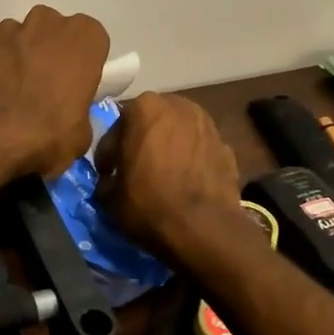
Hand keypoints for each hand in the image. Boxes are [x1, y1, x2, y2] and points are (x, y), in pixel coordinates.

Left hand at [0, 5, 109, 182]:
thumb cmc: (41, 139)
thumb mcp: (80, 137)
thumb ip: (79, 110)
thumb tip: (67, 113)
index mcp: (82, 39)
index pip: (90, 38)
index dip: (80, 61)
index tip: (72, 83)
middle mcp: (44, 22)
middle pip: (51, 30)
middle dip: (47, 52)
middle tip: (39, 87)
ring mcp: (4, 28)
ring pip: (15, 37)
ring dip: (14, 58)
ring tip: (5, 93)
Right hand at [94, 92, 241, 257]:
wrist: (203, 228)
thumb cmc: (148, 204)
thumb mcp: (109, 197)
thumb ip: (106, 180)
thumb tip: (111, 182)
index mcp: (144, 108)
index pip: (115, 130)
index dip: (108, 156)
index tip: (107, 175)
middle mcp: (178, 106)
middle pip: (150, 124)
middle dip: (141, 143)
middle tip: (134, 170)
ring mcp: (208, 124)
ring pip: (178, 134)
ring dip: (168, 149)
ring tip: (162, 176)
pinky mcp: (227, 146)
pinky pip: (198, 151)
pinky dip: (190, 161)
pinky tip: (185, 183)